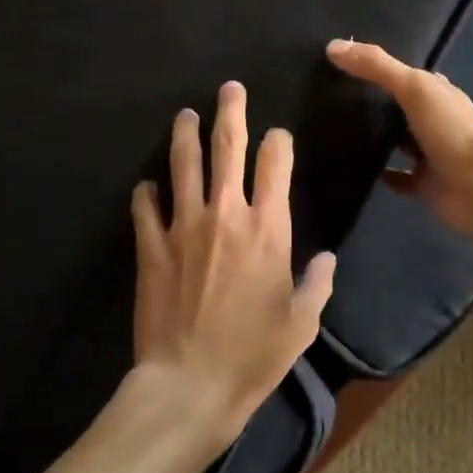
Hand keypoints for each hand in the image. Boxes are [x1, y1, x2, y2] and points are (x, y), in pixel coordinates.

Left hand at [130, 81, 334, 448]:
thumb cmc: (254, 355)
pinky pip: (146, 207)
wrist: (190, 383)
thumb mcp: (301, 322)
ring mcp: (183, 226)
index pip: (275, 164)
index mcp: (268, 228)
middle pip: (228, 147)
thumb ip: (317, 283)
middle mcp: (226, 214)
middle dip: (230, 112)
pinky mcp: (151, 247)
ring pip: (183, 165)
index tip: (277, 136)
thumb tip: (327, 258)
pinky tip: (146, 185)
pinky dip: (146, 193)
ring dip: (184, 135)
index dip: (278, 142)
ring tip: (184, 115)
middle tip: (229, 88)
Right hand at [325, 39, 472, 237]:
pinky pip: (398, 178)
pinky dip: (382, 174)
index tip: (344, 64)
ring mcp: (431, 155)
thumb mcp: (414, 88)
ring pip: (399, 142)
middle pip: (401, 108)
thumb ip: (377, 67)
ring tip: (335, 131)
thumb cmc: (452, 132)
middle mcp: (436, 121)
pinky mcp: (425, 185)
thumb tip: (333, 46)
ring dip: (377, 138)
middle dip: (374, 103)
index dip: (379, 68)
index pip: (406, 75)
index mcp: (438, 93)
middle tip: (330, 97)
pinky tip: (355, 168)